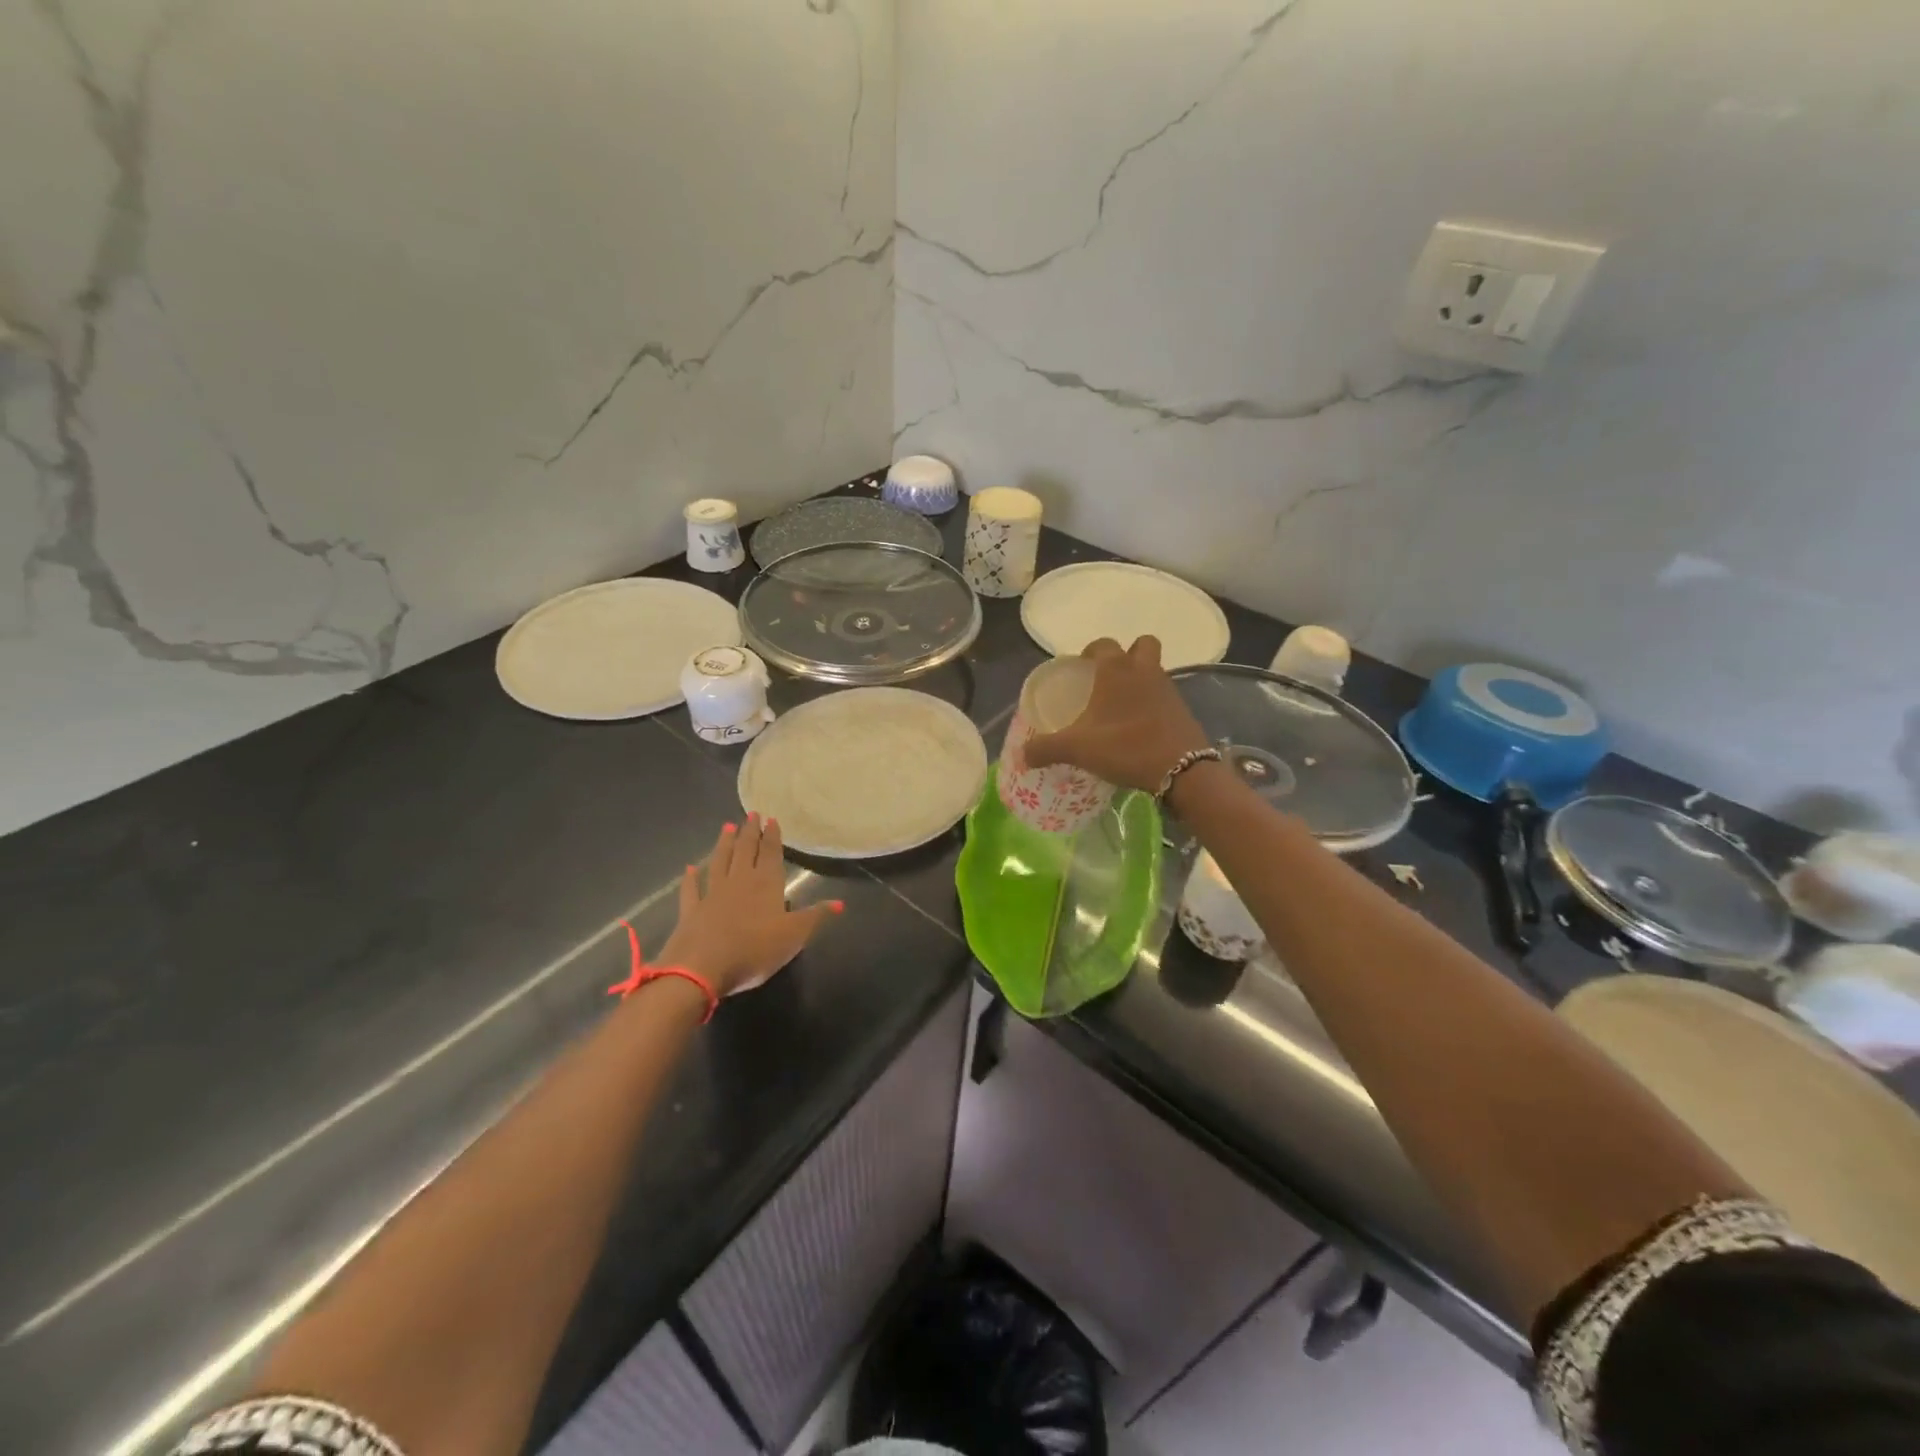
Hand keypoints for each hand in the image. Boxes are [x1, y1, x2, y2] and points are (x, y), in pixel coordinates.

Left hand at [656, 816, 839, 996]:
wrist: (702, 969)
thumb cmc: (755, 950)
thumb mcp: (794, 936)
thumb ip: (815, 916)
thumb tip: (840, 902)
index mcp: (766, 884)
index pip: (771, 853)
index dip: (772, 836)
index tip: (771, 819)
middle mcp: (739, 881)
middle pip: (745, 851)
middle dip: (749, 832)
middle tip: (751, 814)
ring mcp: (712, 894)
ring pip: (720, 862)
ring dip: (724, 844)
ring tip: (727, 827)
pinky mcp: (691, 910)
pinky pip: (691, 889)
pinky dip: (690, 878)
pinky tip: (690, 868)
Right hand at [1024, 636, 1211, 792]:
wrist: (1181, 770)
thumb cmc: (1125, 746)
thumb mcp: (1077, 749)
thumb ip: (1045, 749)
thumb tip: (1022, 755)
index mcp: (1116, 670)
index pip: (1102, 644)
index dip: (1090, 652)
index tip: (1080, 669)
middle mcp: (1144, 670)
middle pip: (1141, 645)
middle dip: (1127, 654)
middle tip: (1108, 678)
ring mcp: (1168, 689)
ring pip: (1155, 670)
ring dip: (1141, 679)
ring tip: (1122, 705)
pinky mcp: (1182, 710)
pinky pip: (1164, 696)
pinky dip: (1153, 703)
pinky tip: (1139, 726)